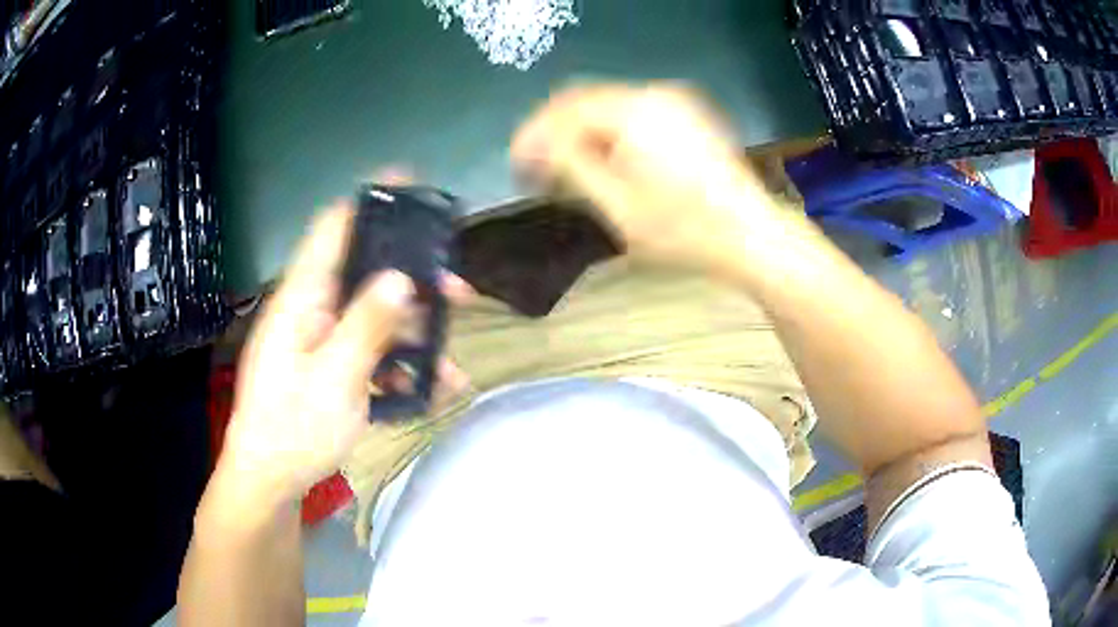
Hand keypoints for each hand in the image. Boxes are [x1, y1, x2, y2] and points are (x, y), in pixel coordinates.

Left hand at [217, 204, 469, 512]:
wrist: (271, 479)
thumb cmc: (293, 428)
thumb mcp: (334, 378)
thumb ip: (366, 325)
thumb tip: (400, 277)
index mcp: (303, 298)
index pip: (333, 229)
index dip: (370, 203)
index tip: (412, 188)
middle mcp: (314, 309)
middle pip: (366, 275)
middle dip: (414, 283)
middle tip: (458, 293)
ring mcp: (324, 340)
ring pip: (376, 319)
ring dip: (415, 336)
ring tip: (452, 365)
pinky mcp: (333, 367)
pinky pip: (372, 354)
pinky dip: (401, 369)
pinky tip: (429, 393)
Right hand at [512, 83, 781, 275]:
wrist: (749, 234)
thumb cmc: (683, 229)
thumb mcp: (617, 206)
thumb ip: (571, 166)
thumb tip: (536, 147)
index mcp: (634, 111)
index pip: (565, 109)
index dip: (534, 135)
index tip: (517, 164)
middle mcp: (654, 93)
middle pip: (584, 100)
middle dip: (555, 131)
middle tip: (537, 167)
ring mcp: (675, 101)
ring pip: (608, 105)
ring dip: (581, 131)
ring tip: (567, 168)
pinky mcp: (687, 114)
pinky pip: (633, 112)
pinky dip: (609, 131)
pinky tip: (603, 158)